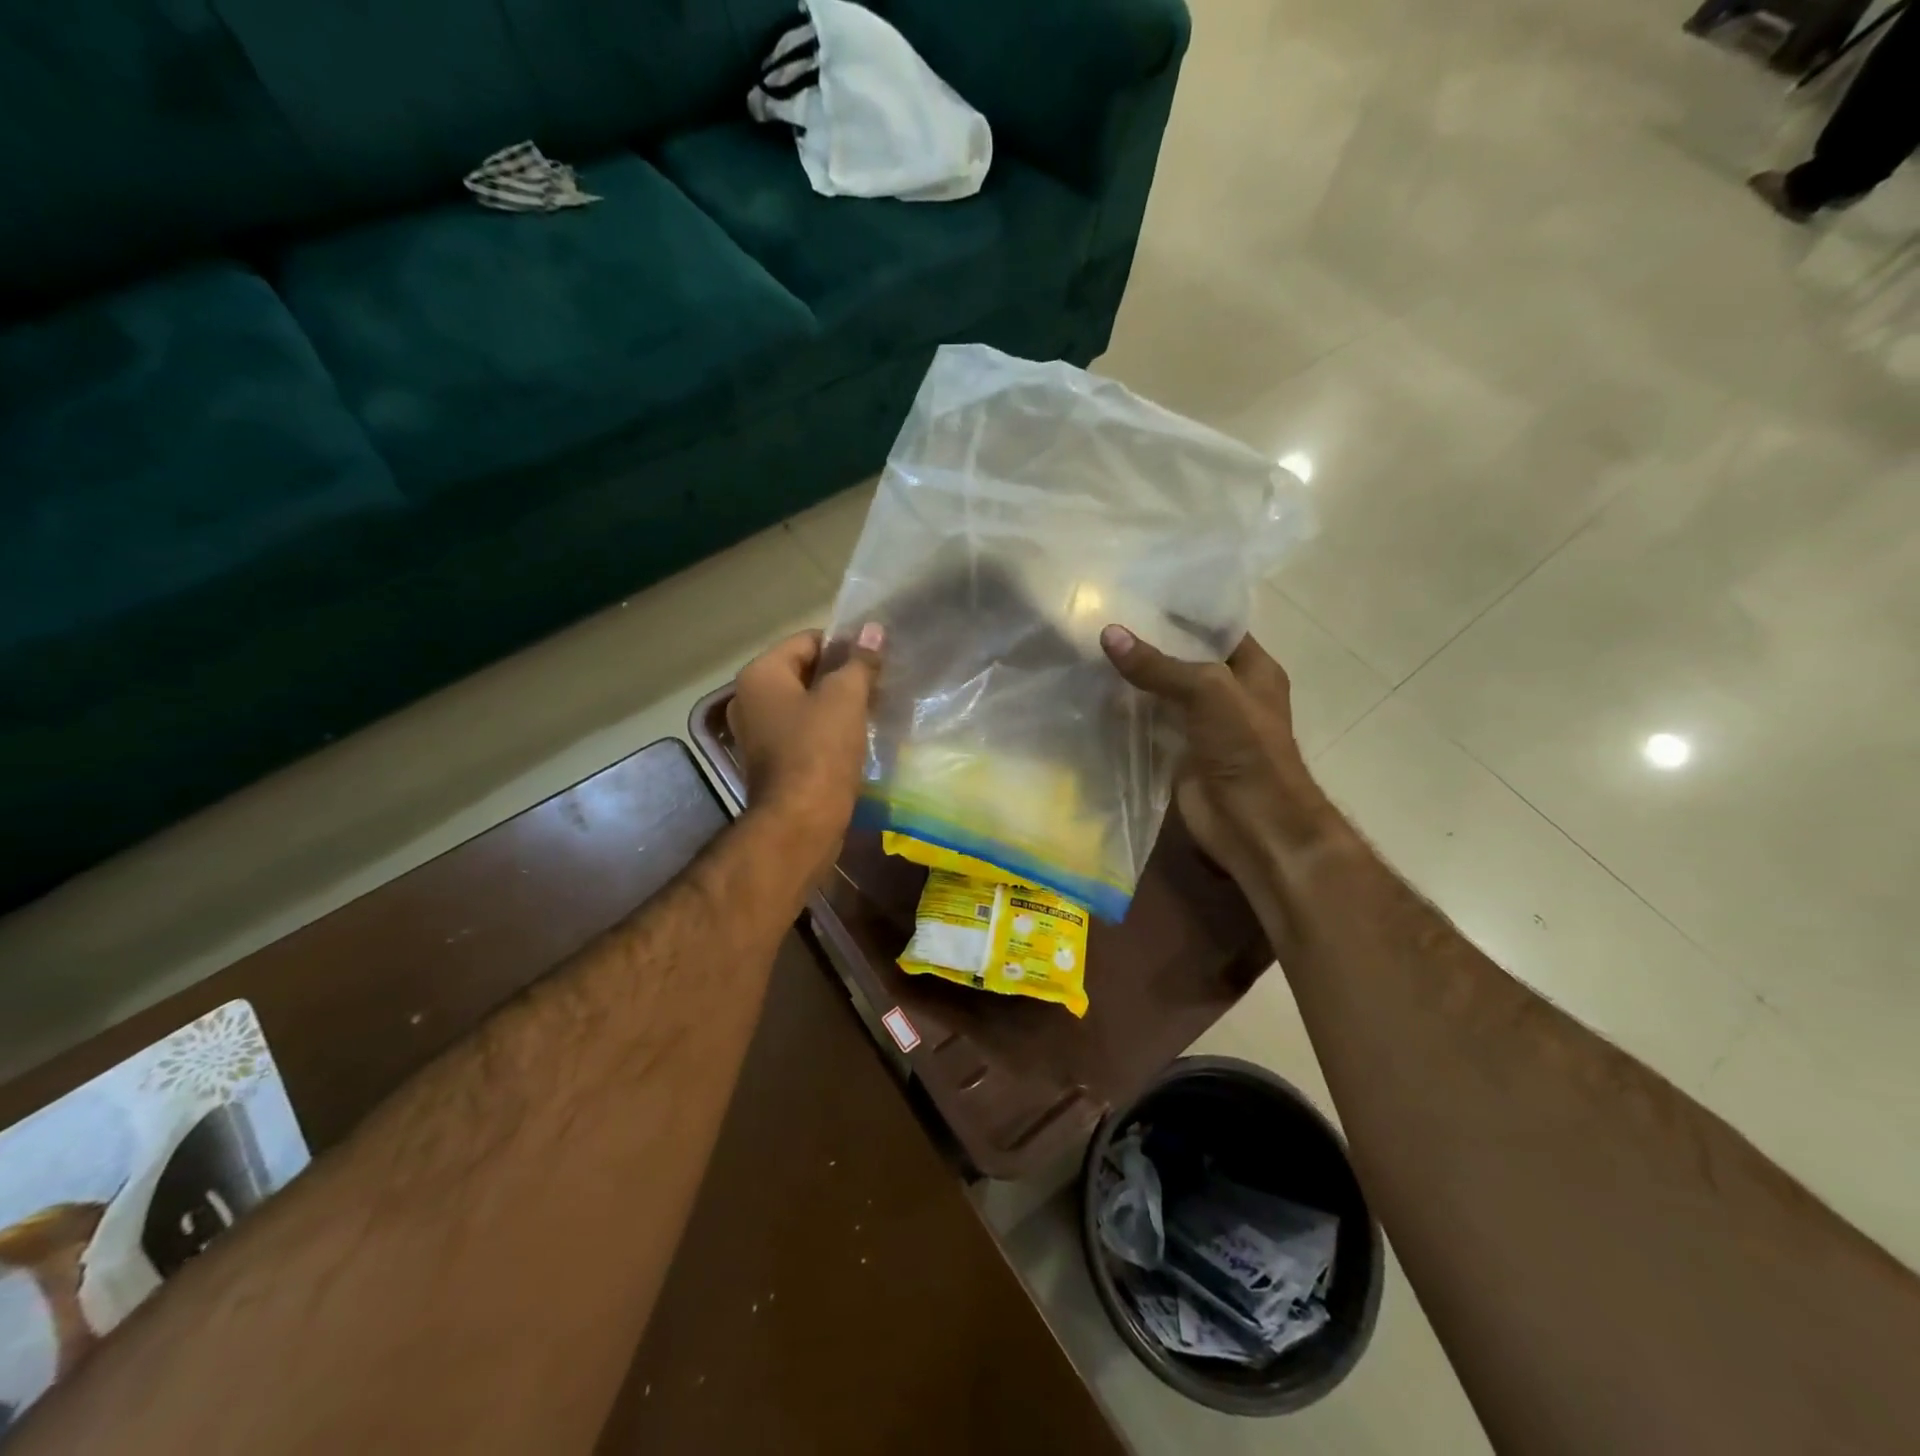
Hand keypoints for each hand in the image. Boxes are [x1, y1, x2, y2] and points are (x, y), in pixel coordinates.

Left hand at [728, 625, 883, 853]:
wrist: (799, 823)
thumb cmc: (819, 751)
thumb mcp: (845, 698)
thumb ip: (860, 662)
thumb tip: (873, 630)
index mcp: (760, 675)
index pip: (807, 641)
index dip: (844, 645)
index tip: (876, 658)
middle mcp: (749, 699)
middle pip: (804, 672)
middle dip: (842, 676)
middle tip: (879, 684)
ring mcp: (758, 733)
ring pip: (805, 704)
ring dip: (837, 705)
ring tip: (873, 710)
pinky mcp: (772, 761)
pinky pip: (803, 732)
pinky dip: (827, 730)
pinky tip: (856, 738)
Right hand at [1101, 625, 1346, 894]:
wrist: (1253, 823)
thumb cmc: (1246, 747)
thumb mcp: (1207, 691)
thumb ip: (1158, 665)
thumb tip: (1108, 633)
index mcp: (1252, 669)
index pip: (1215, 627)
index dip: (1181, 610)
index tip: (1137, 591)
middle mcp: (1227, 692)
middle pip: (1183, 659)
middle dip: (1148, 642)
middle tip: (1101, 617)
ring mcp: (1201, 724)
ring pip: (1161, 691)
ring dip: (1132, 678)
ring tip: (1088, 648)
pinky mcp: (1177, 752)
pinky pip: (1147, 724)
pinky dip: (1123, 713)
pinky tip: (1092, 693)